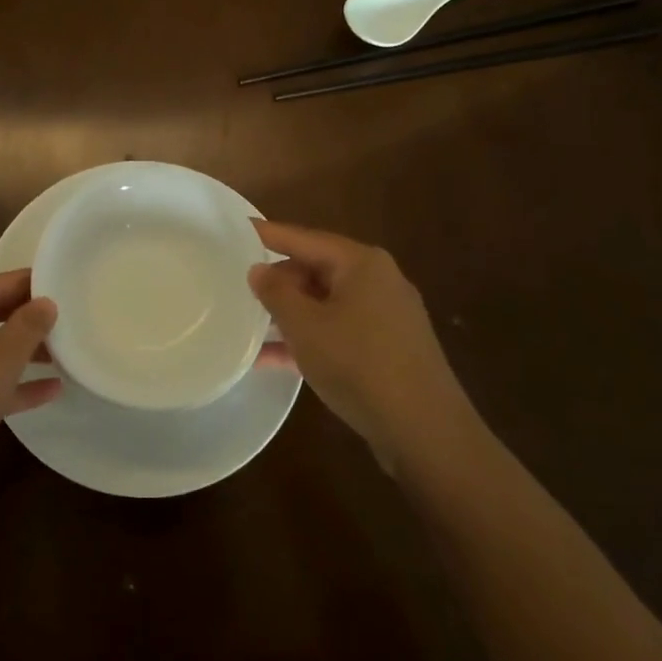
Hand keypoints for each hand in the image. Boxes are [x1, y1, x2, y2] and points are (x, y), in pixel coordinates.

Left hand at [0, 269, 59, 511]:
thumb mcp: (0, 363)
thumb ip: (27, 327)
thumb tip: (46, 301)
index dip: (27, 284)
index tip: (61, 282)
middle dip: (24, 319)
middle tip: (65, 317)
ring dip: (18, 353)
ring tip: (62, 354)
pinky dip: (3, 382)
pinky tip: (47, 391)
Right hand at [248, 221, 479, 474]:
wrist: (425, 431)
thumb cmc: (359, 364)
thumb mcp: (305, 326)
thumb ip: (276, 293)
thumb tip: (259, 270)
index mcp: (361, 263)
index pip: (303, 238)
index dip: (267, 234)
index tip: (236, 229)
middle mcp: (378, 281)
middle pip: (316, 269)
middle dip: (278, 281)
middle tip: (238, 288)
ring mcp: (386, 317)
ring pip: (325, 304)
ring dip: (289, 315)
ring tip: (248, 323)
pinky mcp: (388, 349)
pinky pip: (339, 332)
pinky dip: (310, 339)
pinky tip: (273, 359)